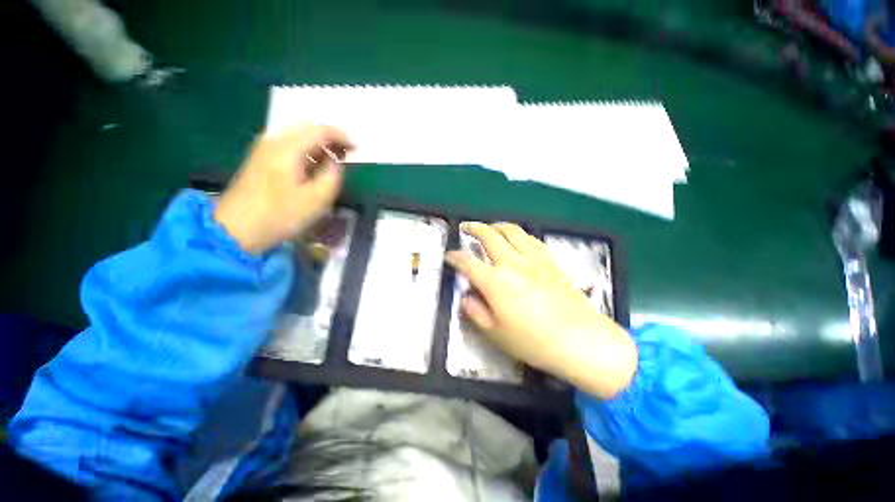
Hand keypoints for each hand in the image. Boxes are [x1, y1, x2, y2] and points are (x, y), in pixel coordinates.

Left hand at [215, 126, 353, 253]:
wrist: (237, 229)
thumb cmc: (281, 215)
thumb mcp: (317, 199)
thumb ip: (333, 175)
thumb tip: (336, 162)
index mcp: (288, 148)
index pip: (320, 130)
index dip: (342, 136)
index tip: (356, 148)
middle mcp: (274, 140)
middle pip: (307, 127)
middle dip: (330, 138)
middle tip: (346, 153)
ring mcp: (264, 148)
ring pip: (297, 135)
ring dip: (318, 144)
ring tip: (333, 160)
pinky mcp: (260, 158)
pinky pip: (289, 144)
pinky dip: (306, 150)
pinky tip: (313, 166)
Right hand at [445, 223, 636, 398]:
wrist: (581, 341)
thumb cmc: (534, 342)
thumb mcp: (496, 334)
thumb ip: (475, 312)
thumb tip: (465, 297)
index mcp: (496, 282)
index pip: (467, 262)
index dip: (455, 257)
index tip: (449, 256)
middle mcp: (513, 263)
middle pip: (489, 235)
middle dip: (473, 228)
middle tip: (465, 228)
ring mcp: (534, 259)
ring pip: (511, 230)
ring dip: (496, 225)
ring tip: (489, 228)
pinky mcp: (550, 260)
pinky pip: (531, 238)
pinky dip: (518, 234)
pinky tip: (516, 239)